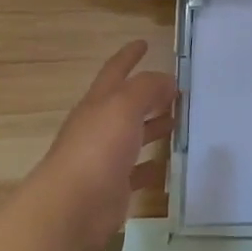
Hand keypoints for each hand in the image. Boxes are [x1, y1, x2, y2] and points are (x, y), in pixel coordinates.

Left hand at [28, 40, 176, 250]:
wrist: (72, 207)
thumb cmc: (97, 149)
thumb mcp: (123, 107)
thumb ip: (147, 88)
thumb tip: (167, 79)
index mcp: (99, 103)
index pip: (115, 71)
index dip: (129, 56)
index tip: (144, 43)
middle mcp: (100, 127)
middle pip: (127, 104)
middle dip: (149, 93)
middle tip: (177, 89)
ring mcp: (106, 158)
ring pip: (134, 136)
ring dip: (154, 126)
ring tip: (180, 121)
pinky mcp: (115, 187)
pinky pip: (138, 171)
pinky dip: (153, 165)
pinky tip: (169, 164)